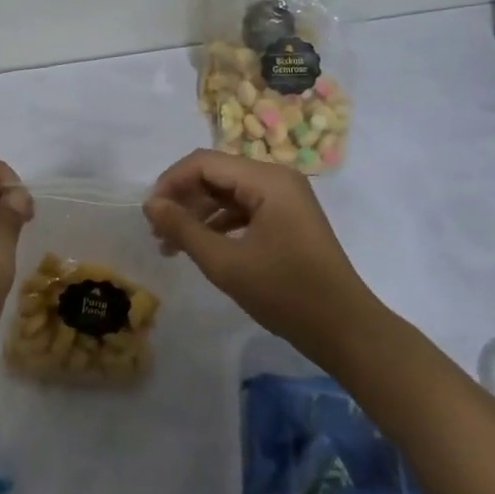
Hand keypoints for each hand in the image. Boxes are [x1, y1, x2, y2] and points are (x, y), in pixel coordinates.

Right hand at [144, 150, 376, 341]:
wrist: (345, 331)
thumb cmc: (286, 293)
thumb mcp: (226, 263)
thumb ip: (183, 229)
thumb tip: (150, 205)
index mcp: (267, 179)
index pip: (204, 162)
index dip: (171, 183)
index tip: (149, 214)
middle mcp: (277, 178)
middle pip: (215, 174)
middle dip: (182, 199)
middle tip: (157, 232)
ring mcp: (285, 198)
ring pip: (227, 192)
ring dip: (197, 213)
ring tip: (170, 245)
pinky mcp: (287, 218)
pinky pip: (243, 208)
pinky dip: (218, 223)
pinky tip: (200, 246)